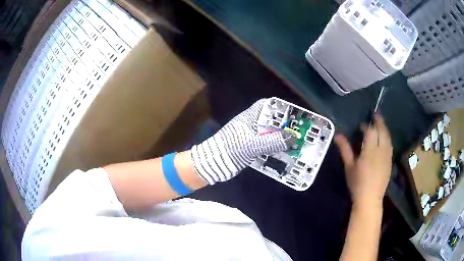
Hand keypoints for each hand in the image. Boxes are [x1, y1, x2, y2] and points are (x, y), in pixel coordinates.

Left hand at [191, 99, 294, 184]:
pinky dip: (274, 148)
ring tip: (295, 143)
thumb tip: (294, 137)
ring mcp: (249, 136)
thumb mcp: (254, 145)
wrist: (213, 164)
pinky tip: (283, 154)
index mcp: (250, 117)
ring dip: (280, 138)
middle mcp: (250, 124)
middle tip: (299, 131)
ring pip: (268, 133)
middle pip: (270, 120)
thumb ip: (274, 141)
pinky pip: (265, 145)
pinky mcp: (249, 147)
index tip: (294, 114)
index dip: (280, 107)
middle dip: (284, 125)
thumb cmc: (231, 149)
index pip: (267, 105)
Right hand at [335, 115, 392, 207]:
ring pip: (388, 137)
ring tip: (380, 124)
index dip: (366, 126)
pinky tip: (384, 139)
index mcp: (370, 151)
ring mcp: (387, 156)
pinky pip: (390, 145)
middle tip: (375, 114)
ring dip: (384, 129)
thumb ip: (345, 150)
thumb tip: (338, 136)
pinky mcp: (390, 162)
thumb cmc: (357, 184)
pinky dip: (387, 138)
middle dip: (379, 121)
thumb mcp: (349, 167)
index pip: (370, 132)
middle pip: (382, 131)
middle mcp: (381, 151)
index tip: (361, 126)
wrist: (370, 199)